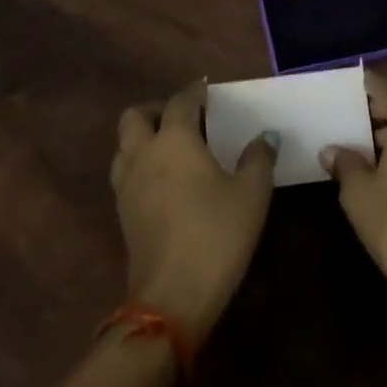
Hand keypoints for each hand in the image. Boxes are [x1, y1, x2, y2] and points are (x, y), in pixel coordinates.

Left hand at [111, 80, 276, 339]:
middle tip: (185, 117)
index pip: (180, 101)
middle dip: (157, 109)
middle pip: (135, 116)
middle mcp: (144, 153)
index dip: (195, 91)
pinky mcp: (122, 214)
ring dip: (143, 137)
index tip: (208, 89)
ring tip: (173, 147)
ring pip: (124, 145)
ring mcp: (127, 185)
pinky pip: (125, 172)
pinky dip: (141, 164)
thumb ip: (258, 158)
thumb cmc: (216, 234)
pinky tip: (165, 180)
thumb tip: (264, 137)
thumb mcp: (251, 193)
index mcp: (174, 139)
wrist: (172, 297)